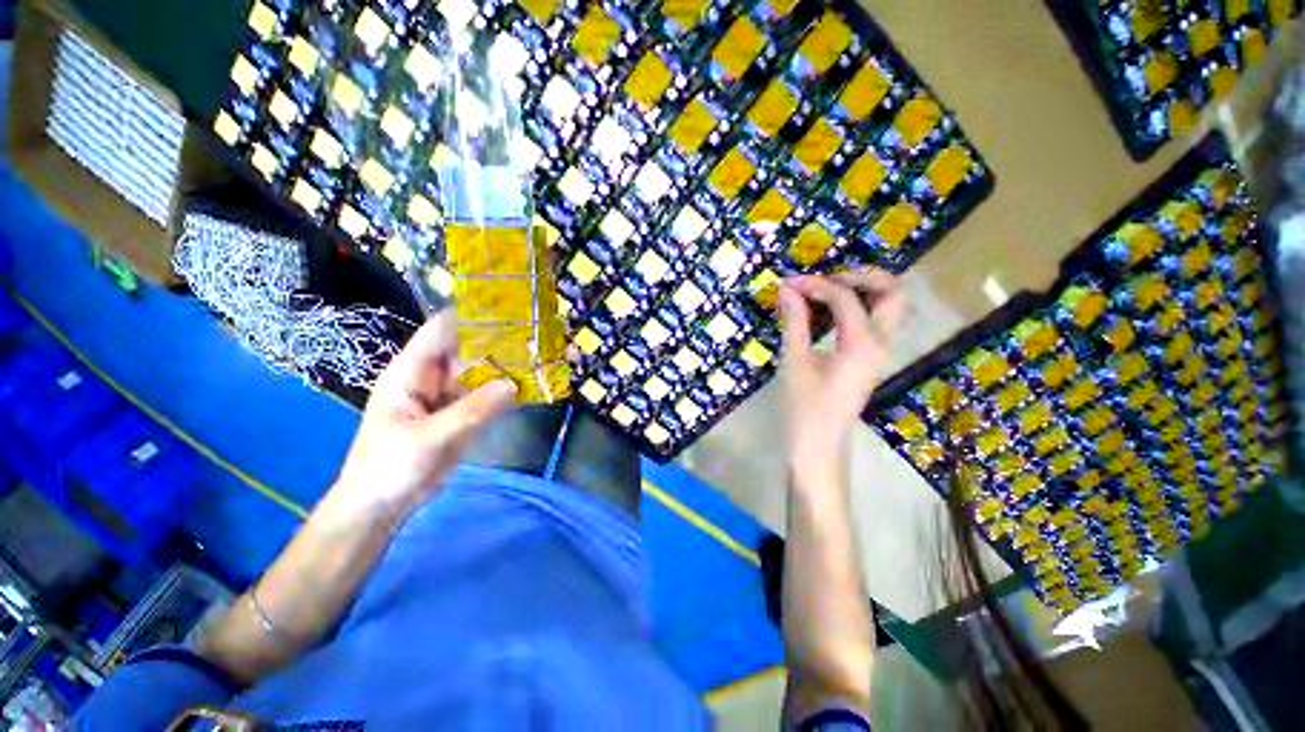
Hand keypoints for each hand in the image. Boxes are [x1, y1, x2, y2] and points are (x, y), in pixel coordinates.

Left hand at [329, 312, 517, 525]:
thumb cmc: (389, 466)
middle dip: (500, 341)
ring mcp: (450, 396)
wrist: (382, 505)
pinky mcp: (463, 414)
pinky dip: (508, 390)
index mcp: (412, 371)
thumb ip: (472, 410)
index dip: (470, 314)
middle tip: (537, 334)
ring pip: (483, 373)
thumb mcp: (428, 437)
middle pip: (470, 349)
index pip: (441, 330)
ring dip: (509, 366)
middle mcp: (434, 377)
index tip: (506, 305)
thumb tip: (513, 383)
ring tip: (542, 356)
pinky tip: (533, 384)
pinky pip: (489, 396)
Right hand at [777, 269, 903, 470]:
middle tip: (829, 279)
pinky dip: (861, 306)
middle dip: (863, 277)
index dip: (817, 285)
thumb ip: (794, 323)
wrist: (819, 444)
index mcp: (863, 345)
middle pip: (894, 293)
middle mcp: (882, 344)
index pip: (846, 298)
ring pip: (891, 307)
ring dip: (866, 290)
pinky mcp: (872, 359)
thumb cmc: (804, 407)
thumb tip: (787, 288)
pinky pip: (878, 321)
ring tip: (830, 290)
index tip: (790, 284)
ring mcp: (881, 352)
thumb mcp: (794, 363)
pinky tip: (832, 311)